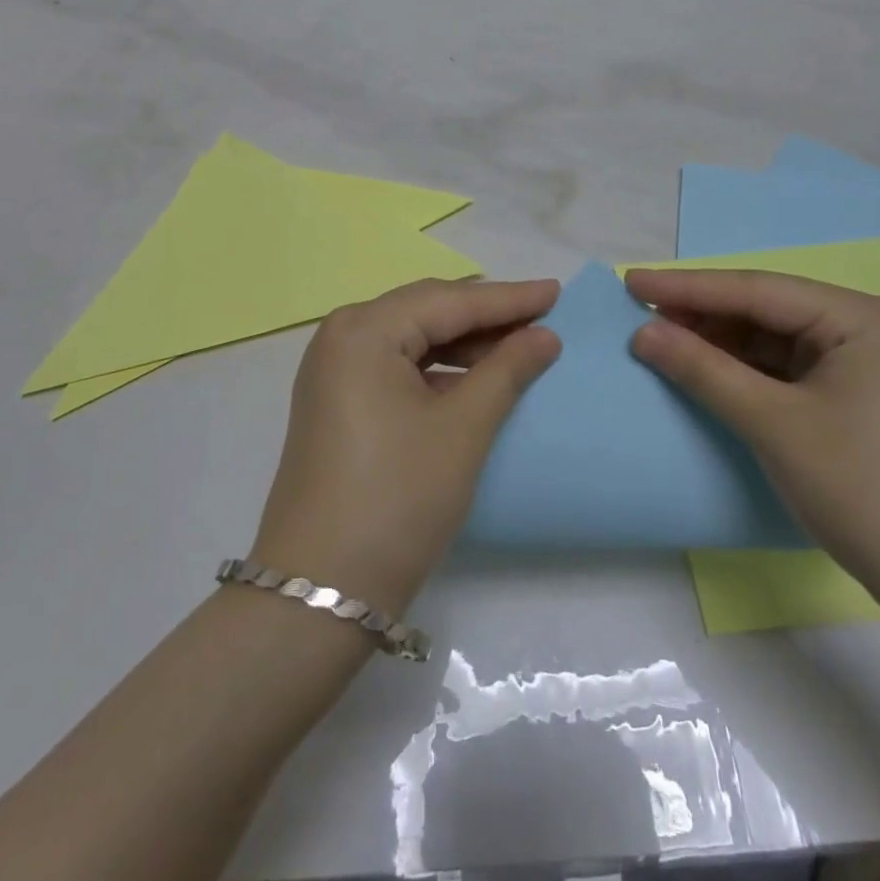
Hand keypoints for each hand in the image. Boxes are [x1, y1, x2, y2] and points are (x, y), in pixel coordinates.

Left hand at [249, 279, 561, 616]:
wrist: (322, 589)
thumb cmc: (398, 497)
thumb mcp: (462, 429)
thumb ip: (506, 371)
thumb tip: (544, 336)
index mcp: (363, 330)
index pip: (448, 301)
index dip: (508, 298)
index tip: (557, 291)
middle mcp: (340, 337)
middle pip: (425, 312)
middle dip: (485, 315)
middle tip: (542, 316)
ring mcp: (332, 372)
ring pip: (411, 339)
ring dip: (463, 343)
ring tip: (517, 347)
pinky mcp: (336, 403)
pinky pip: (395, 367)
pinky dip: (437, 369)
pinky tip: (474, 379)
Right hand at [625, 269, 879, 601]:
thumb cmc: (860, 488)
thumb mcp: (771, 423)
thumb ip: (702, 370)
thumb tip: (642, 332)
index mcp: (858, 318)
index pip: (755, 290)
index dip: (686, 286)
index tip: (630, 282)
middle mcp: (862, 327)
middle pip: (763, 309)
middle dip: (700, 313)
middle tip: (638, 313)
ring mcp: (858, 362)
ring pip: (769, 338)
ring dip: (716, 342)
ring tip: (659, 340)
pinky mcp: (850, 394)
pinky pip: (781, 367)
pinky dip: (739, 369)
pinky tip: (702, 370)